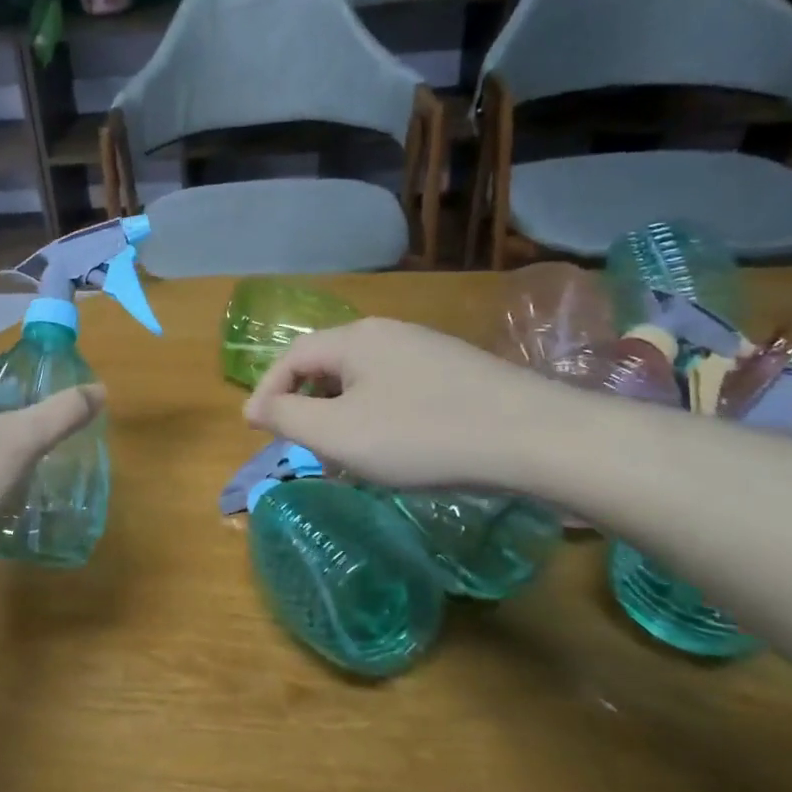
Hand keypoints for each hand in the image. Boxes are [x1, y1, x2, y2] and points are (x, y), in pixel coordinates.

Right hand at [244, 317, 566, 490]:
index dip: (267, 392)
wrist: (537, 437)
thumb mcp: (339, 433)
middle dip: (307, 407)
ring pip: (363, 382)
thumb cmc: (422, 435)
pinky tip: (398, 451)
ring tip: (350, 457)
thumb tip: (254, 406)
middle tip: (305, 448)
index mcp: (354, 338)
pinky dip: (379, 418)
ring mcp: (427, 350)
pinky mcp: (457, 373)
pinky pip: (397, 391)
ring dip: (343, 417)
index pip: (291, 357)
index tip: (256, 430)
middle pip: (327, 367)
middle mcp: (388, 333)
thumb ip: (286, 416)